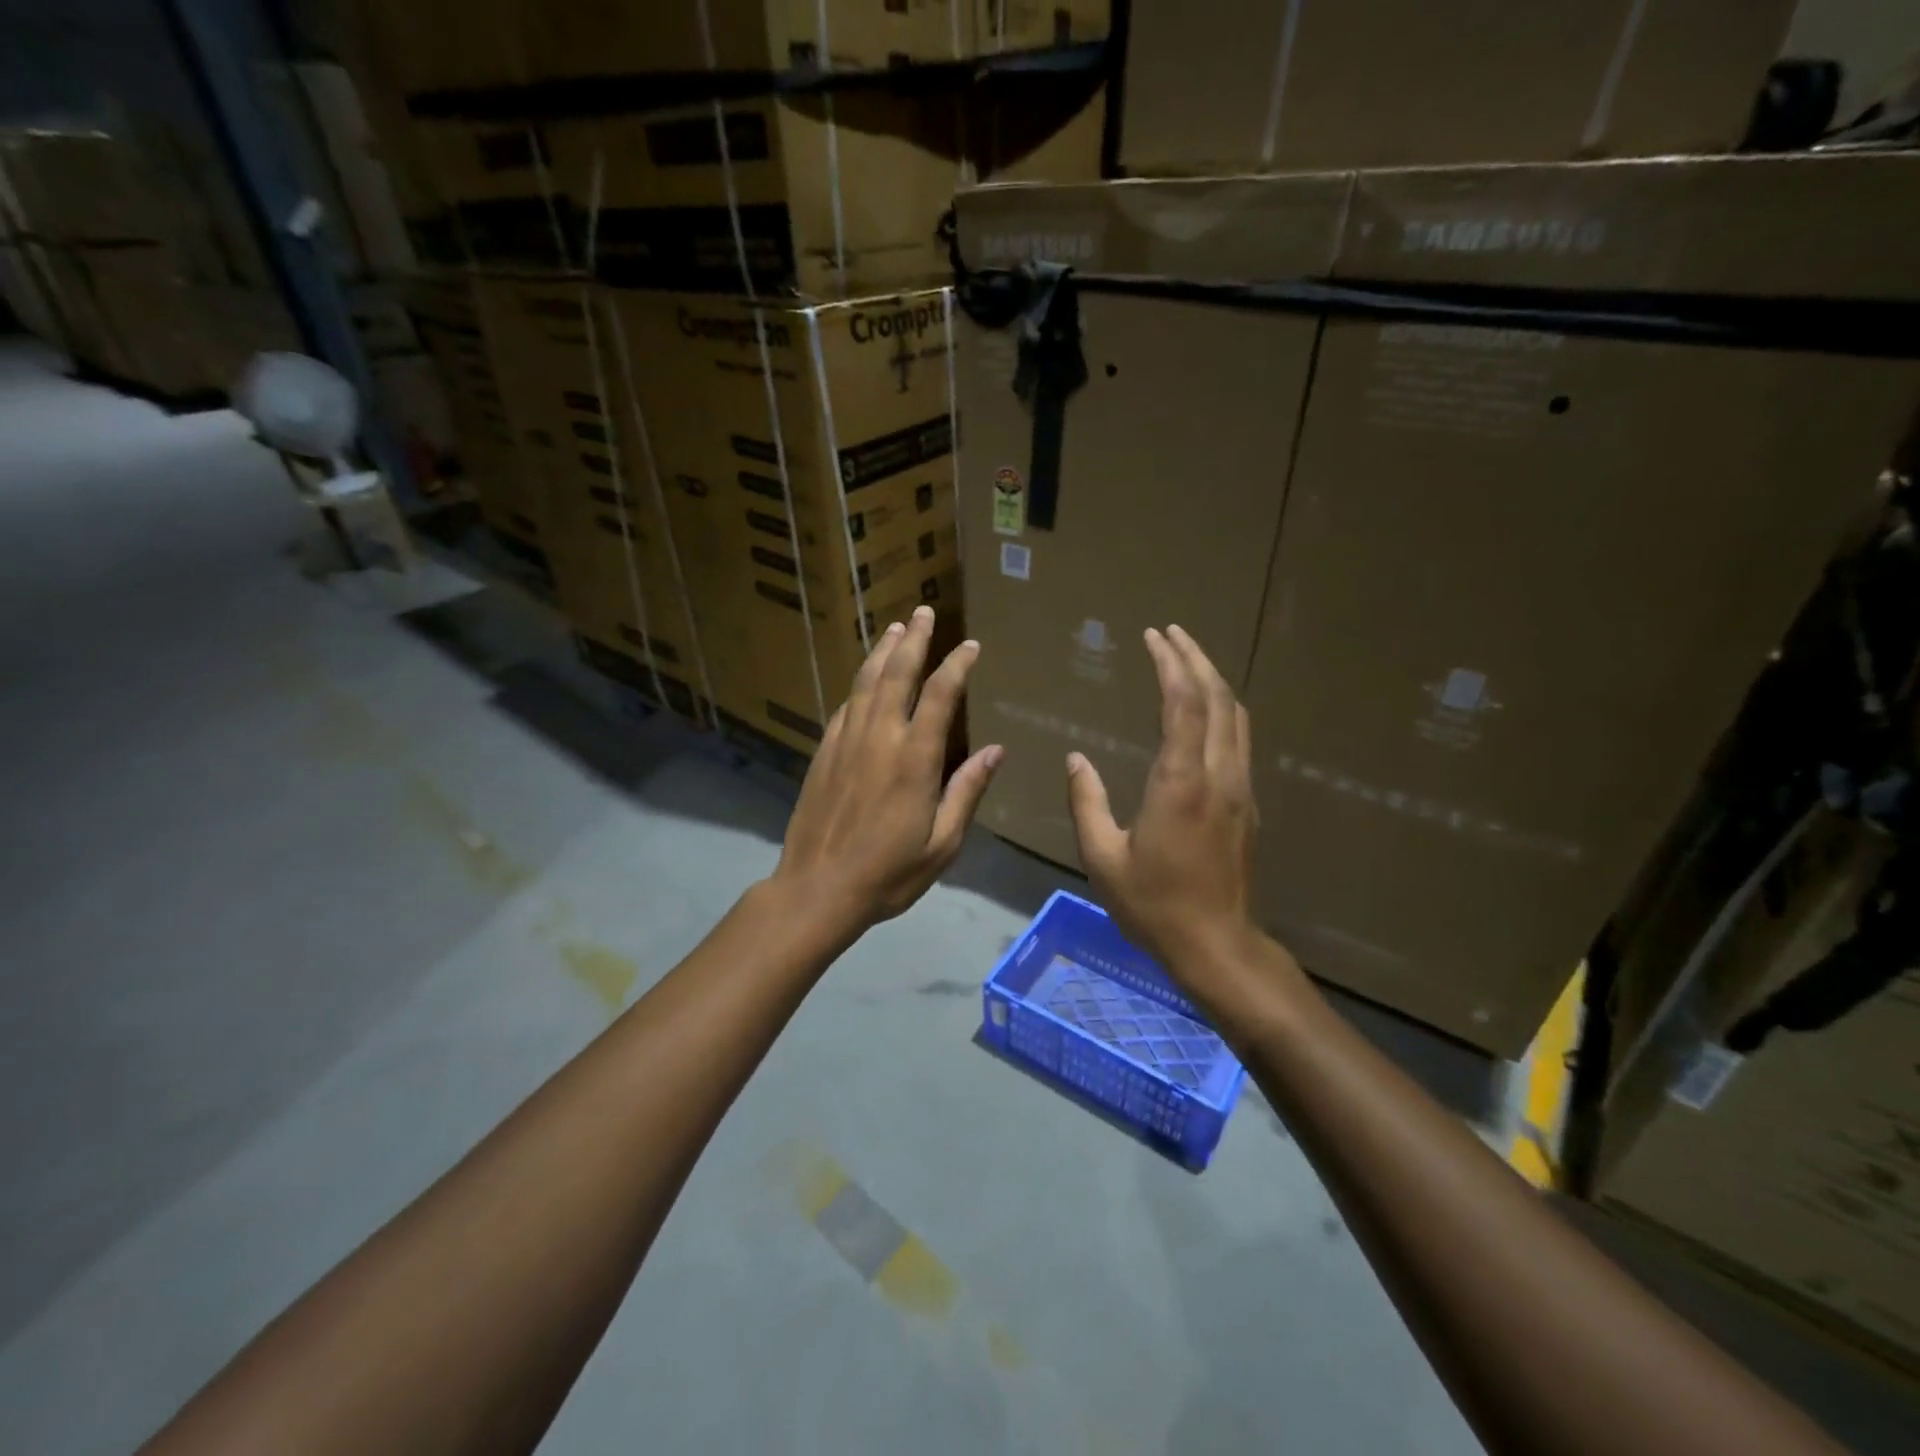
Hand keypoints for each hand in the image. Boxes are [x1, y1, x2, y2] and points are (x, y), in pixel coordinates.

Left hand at [771, 605, 1002, 934]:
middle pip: (897, 674)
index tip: (969, 646)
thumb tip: (996, 751)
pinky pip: (845, 707)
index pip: (941, 696)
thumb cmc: (889, 873)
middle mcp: (880, 738)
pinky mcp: (824, 753)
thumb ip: (967, 791)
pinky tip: (865, 679)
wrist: (818, 888)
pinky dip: (859, 685)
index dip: (956, 665)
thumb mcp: (942, 843)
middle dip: (914, 640)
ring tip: (896, 628)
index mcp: (915, 759)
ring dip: (883, 651)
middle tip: (923, 612)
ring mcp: (847, 742)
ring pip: (866, 683)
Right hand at [1066, 626, 1285, 1012]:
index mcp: (1180, 783)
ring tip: (1188, 658)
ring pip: (1236, 717)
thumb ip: (1087, 802)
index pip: (1183, 704)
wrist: (1217, 945)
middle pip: (1217, 699)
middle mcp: (1218, 775)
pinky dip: (1222, 709)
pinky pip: (1239, 740)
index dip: (1170, 664)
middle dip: (1195, 658)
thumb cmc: (1153, 904)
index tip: (1153, 636)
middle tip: (1171, 632)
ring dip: (1213, 680)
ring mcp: (1240, 789)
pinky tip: (1204, 710)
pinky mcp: (1248, 804)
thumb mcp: (1102, 857)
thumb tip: (1076, 760)